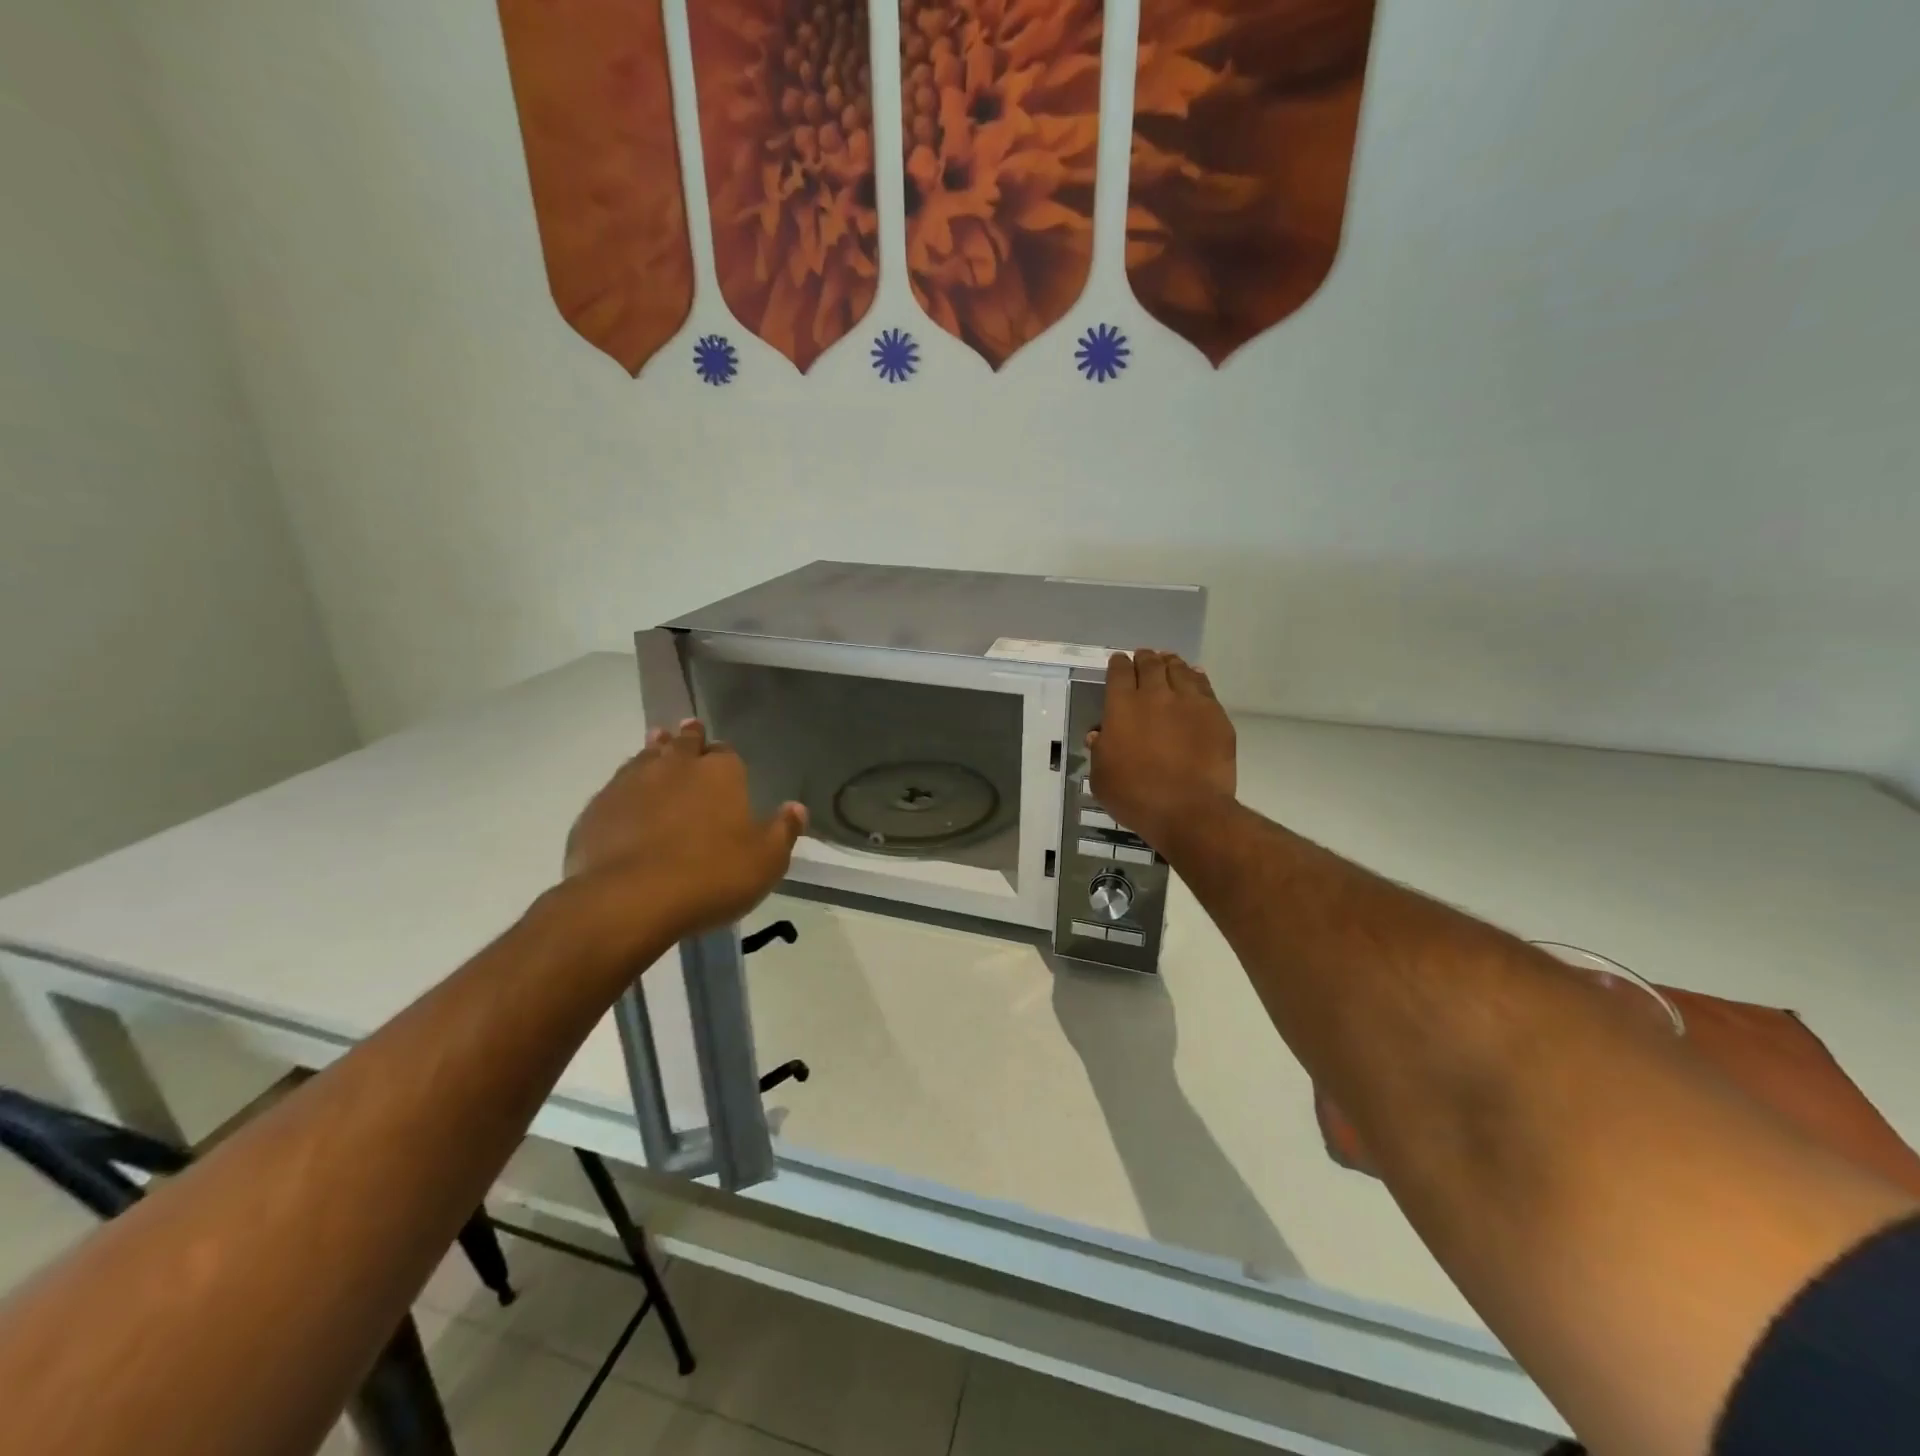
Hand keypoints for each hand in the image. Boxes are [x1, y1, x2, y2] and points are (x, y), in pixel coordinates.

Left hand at [565, 719, 806, 941]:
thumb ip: (783, 831)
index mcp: (720, 773)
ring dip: (654, 751)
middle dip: (689, 738)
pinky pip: (615, 788)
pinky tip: (626, 798)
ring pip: (645, 757)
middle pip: (683, 743)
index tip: (724, 758)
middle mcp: (675, 766)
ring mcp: (631, 783)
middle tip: (689, 731)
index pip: (726, 752)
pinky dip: (625, 788)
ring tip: (656, 745)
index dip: (725, 755)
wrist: (629, 900)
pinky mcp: (597, 808)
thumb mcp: (766, 861)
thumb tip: (796, 808)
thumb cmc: (712, 876)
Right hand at [1088, 649, 1235, 857]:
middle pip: (1149, 664)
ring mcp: (1188, 702)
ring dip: (1170, 664)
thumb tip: (1099, 734)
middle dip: (1144, 658)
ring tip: (1169, 663)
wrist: (1188, 809)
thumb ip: (1099, 751)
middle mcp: (1154, 695)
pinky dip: (1196, 677)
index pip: (1118, 673)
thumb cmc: (1135, 797)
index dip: (1118, 664)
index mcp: (1121, 707)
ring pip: (1178, 670)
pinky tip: (1194, 677)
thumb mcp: (1102, 778)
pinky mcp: (1214, 714)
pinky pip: (1204, 686)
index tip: (1118, 663)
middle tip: (1144, 658)